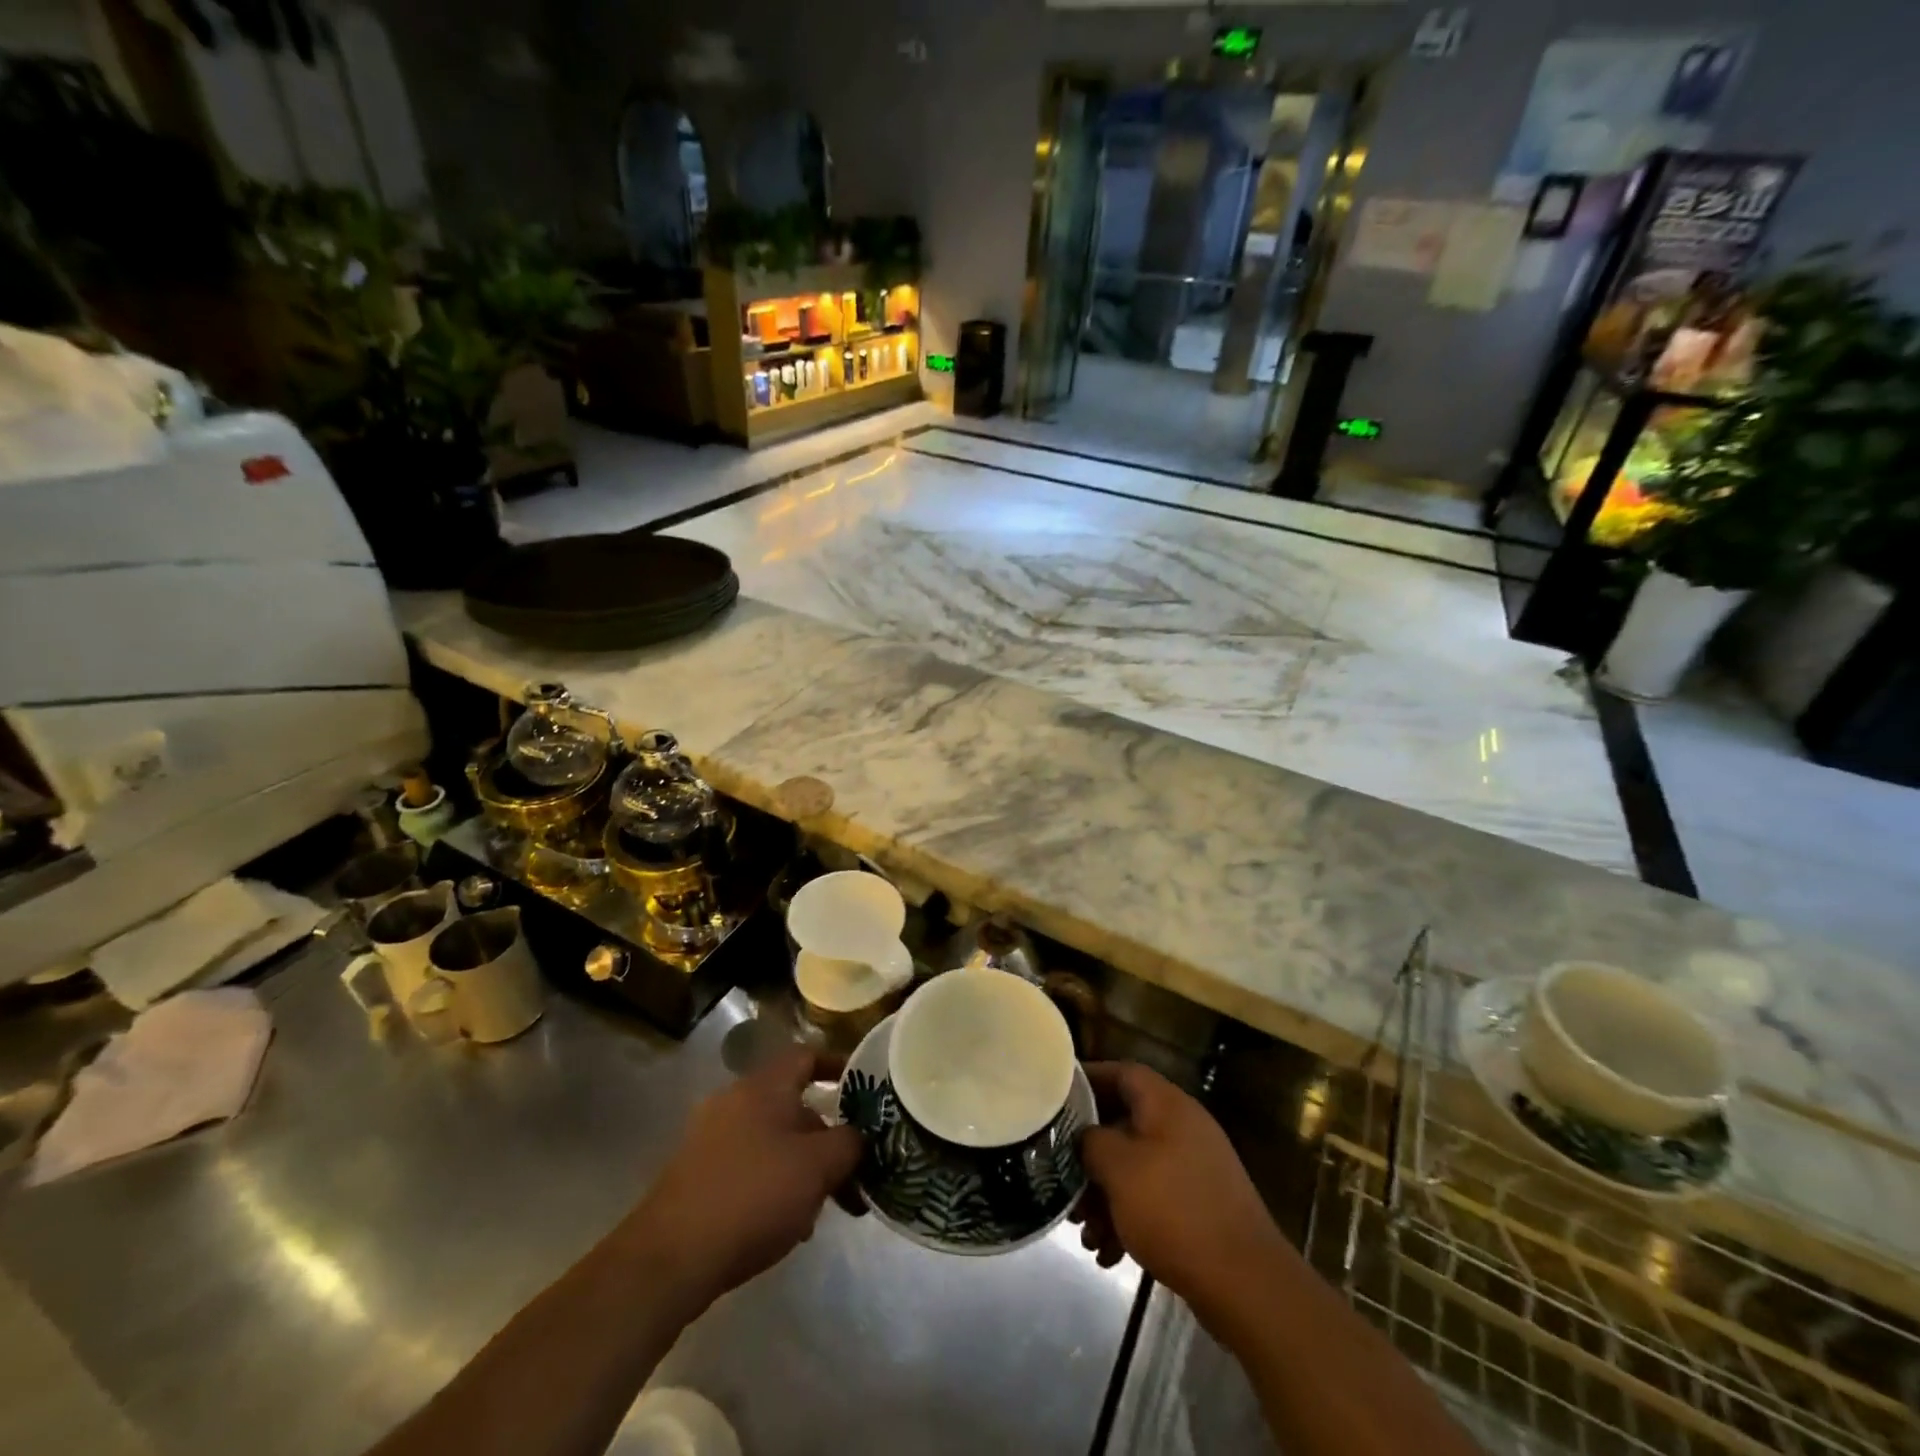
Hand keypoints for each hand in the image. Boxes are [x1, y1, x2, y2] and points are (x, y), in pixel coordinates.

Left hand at [621, 1047, 860, 1315]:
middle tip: (851, 1170)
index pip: (807, 1056)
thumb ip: (849, 1143)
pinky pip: (749, 1166)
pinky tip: (786, 1226)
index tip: (864, 1087)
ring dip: (802, 1167)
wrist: (669, 1258)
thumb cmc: (753, 1196)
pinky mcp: (696, 1175)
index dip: (838, 1065)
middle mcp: (734, 1100)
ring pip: (773, 1140)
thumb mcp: (818, 1167)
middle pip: (793, 1105)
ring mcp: (710, 1138)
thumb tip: (858, 1136)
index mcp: (764, 1086)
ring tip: (821, 1210)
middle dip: (826, 1137)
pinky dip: (773, 1184)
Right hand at [1074, 1062, 1286, 1325]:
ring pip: (1136, 1167)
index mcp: (1167, 1105)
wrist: (1246, 1284)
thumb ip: (1091, 1141)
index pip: (1123, 1072)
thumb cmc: (1175, 1211)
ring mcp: (1195, 1168)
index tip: (1056, 1097)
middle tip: (1062, 1177)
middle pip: (1125, 1123)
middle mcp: (1183, 1128)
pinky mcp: (1201, 1206)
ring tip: (1083, 1230)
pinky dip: (1128, 1218)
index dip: (1088, 1080)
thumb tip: (1084, 1135)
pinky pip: (1154, 1199)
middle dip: (1090, 1153)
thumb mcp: (1119, 1169)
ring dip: (1105, 1194)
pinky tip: (1108, 1254)